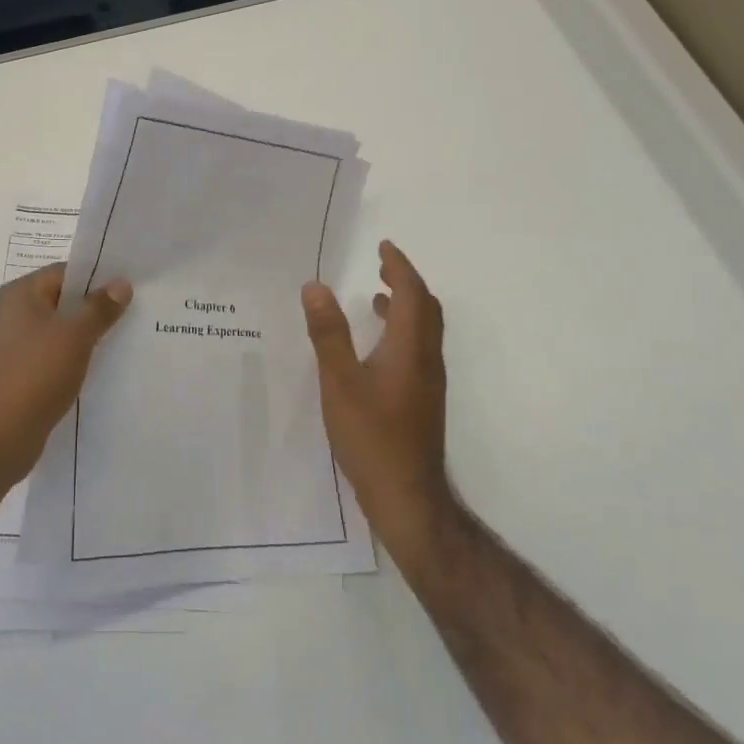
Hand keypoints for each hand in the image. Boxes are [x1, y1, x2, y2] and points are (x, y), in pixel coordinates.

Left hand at [0, 263, 131, 490]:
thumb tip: (121, 283)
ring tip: (123, 344)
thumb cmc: (34, 375)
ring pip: (57, 333)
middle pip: (61, 302)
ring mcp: (11, 347)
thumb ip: (99, 308)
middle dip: (95, 310)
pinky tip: (97, 373)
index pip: (65, 272)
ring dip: (85, 339)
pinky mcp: (16, 376)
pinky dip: (71, 362)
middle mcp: (11, 314)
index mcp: (20, 294)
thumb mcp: (75, 336)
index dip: (98, 278)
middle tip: (134, 316)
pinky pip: (50, 359)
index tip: (130, 289)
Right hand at [302, 240, 455, 554]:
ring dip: (405, 306)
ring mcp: (427, 382)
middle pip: (426, 309)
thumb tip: (316, 286)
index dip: (399, 266)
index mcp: (410, 348)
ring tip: (377, 297)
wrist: (406, 496)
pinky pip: (416, 349)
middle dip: (406, 282)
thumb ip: (328, 333)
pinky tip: (375, 347)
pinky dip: (400, 331)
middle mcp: (426, 360)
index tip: (383, 246)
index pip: (413, 294)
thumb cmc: (371, 436)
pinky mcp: (421, 400)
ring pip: (424, 331)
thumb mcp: (339, 381)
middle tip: (382, 265)